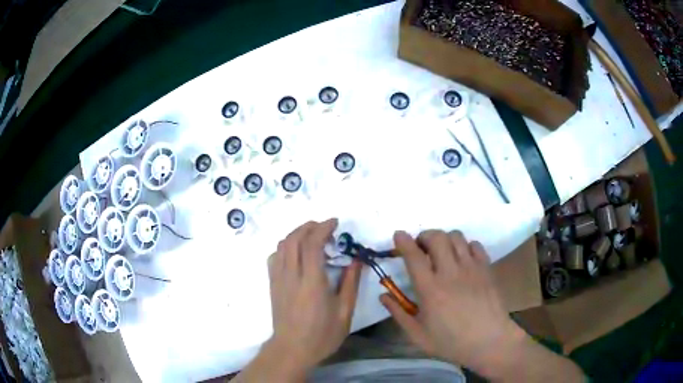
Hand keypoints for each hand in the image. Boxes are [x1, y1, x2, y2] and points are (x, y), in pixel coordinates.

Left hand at [236, 219, 361, 381]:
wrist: (292, 349)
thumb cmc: (322, 335)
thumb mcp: (344, 312)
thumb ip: (350, 283)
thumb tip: (355, 259)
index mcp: (312, 283)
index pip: (312, 244)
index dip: (323, 228)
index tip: (335, 222)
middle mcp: (291, 276)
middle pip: (294, 239)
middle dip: (309, 226)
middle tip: (325, 227)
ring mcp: (278, 279)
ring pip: (282, 245)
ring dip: (297, 233)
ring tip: (312, 235)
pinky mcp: (272, 284)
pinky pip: (275, 256)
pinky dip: (286, 246)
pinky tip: (296, 253)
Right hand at [381, 230, 518, 371]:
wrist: (489, 342)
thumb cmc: (451, 342)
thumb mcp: (418, 335)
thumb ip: (399, 313)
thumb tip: (383, 296)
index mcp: (430, 290)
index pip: (414, 256)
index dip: (403, 241)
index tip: (398, 235)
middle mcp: (450, 273)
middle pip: (436, 237)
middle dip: (425, 236)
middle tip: (421, 247)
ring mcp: (471, 268)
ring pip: (456, 237)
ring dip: (444, 239)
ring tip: (442, 252)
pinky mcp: (486, 268)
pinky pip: (475, 245)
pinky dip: (465, 246)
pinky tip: (462, 259)